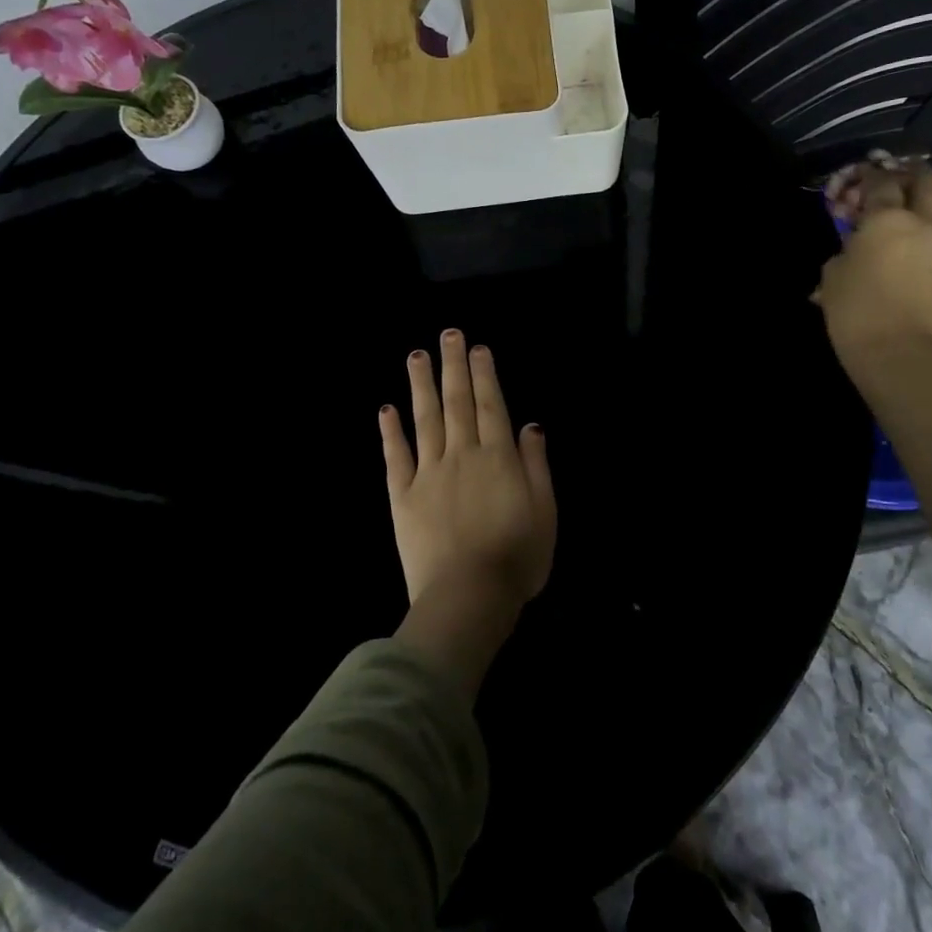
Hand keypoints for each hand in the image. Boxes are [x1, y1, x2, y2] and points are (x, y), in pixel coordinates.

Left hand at [378, 329, 556, 609]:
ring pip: (425, 420)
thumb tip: (530, 425)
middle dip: (454, 366)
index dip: (485, 375)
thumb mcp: (545, 511)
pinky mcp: (402, 496)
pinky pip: (395, 457)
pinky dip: (390, 432)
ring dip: (421, 385)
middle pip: (457, 402)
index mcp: (498, 458)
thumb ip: (536, 464)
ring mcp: (429, 473)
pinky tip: (386, 409)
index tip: (478, 348)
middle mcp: (462, 455)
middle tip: (449, 334)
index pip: (491, 406)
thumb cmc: (517, 557)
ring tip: (416, 356)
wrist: (468, 596)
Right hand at [813, 160, 931, 380]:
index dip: (869, 174)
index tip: (862, 173)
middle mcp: (921, 222)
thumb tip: (854, 246)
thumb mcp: (832, 275)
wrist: (897, 351)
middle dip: (912, 171)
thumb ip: (844, 250)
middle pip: (925, 182)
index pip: (879, 183)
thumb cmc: (855, 312)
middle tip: (902, 171)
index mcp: (884, 219)